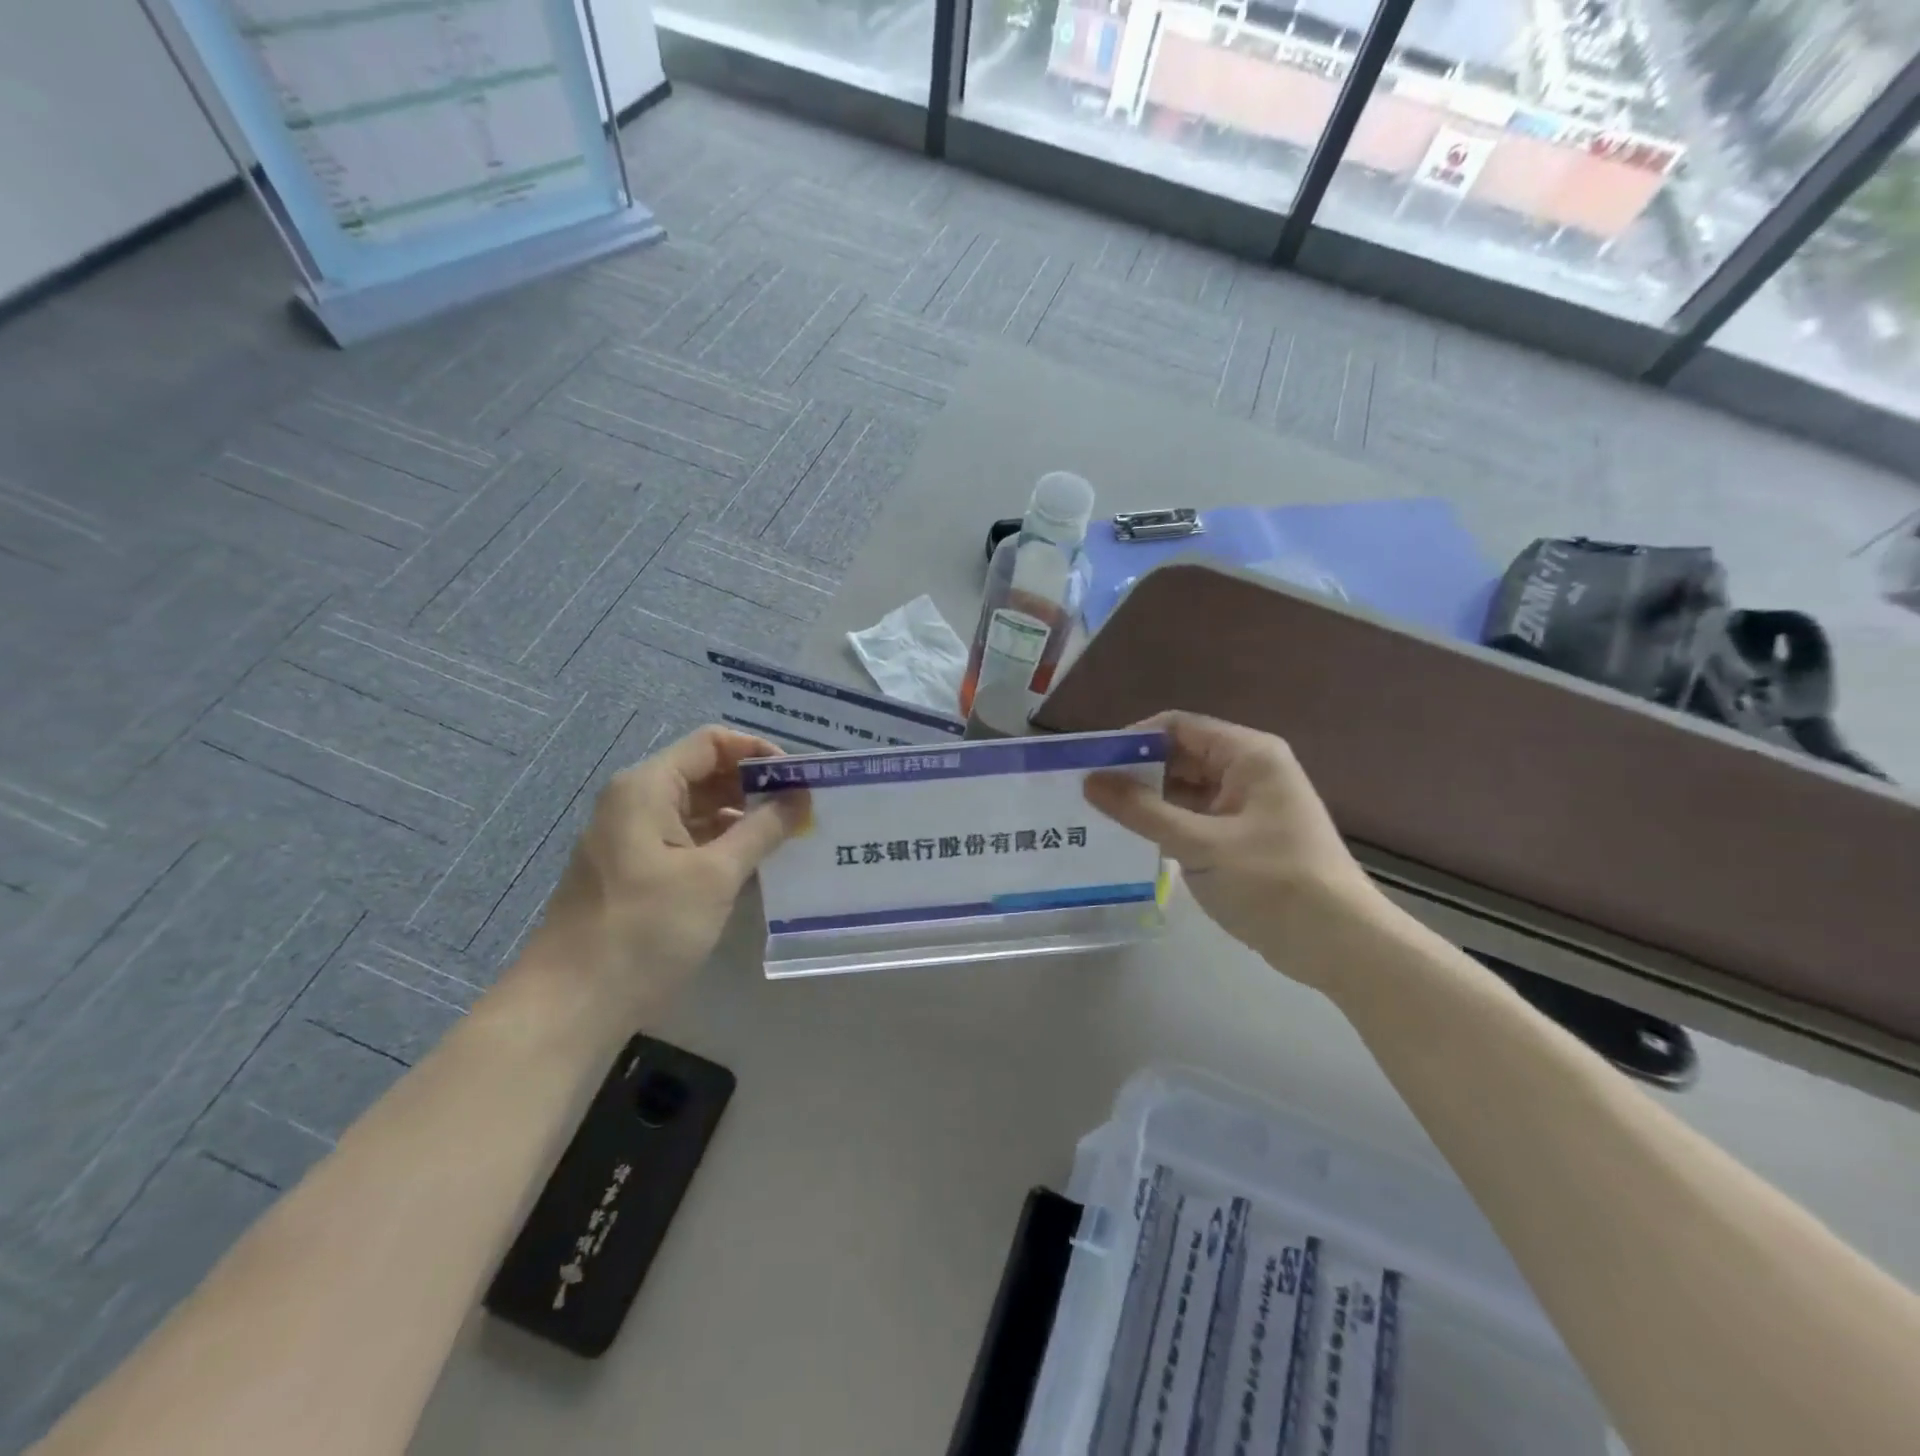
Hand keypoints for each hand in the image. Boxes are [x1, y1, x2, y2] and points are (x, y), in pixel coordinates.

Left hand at [523, 726, 805, 1025]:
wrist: (572, 1005)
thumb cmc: (645, 930)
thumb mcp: (715, 876)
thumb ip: (763, 829)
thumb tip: (801, 796)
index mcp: (647, 787)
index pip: (713, 743)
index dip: (759, 752)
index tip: (800, 780)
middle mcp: (636, 802)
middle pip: (705, 773)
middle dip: (755, 787)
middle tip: (804, 810)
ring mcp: (633, 838)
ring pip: (698, 810)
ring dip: (742, 819)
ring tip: (789, 838)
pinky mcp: (636, 871)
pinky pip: (687, 841)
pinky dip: (722, 846)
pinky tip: (755, 867)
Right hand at [1084, 712, 1382, 982]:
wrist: (1339, 944)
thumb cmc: (1273, 882)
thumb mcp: (1200, 844)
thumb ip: (1142, 810)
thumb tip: (1090, 780)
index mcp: (1248, 755)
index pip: (1177, 727)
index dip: (1133, 740)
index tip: (1091, 764)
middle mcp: (1249, 770)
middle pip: (1180, 756)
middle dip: (1136, 772)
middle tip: (1087, 795)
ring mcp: (1247, 804)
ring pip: (1186, 789)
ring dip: (1148, 801)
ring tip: (1099, 817)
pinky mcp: (1244, 836)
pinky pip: (1196, 817)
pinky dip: (1167, 824)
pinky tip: (1133, 840)